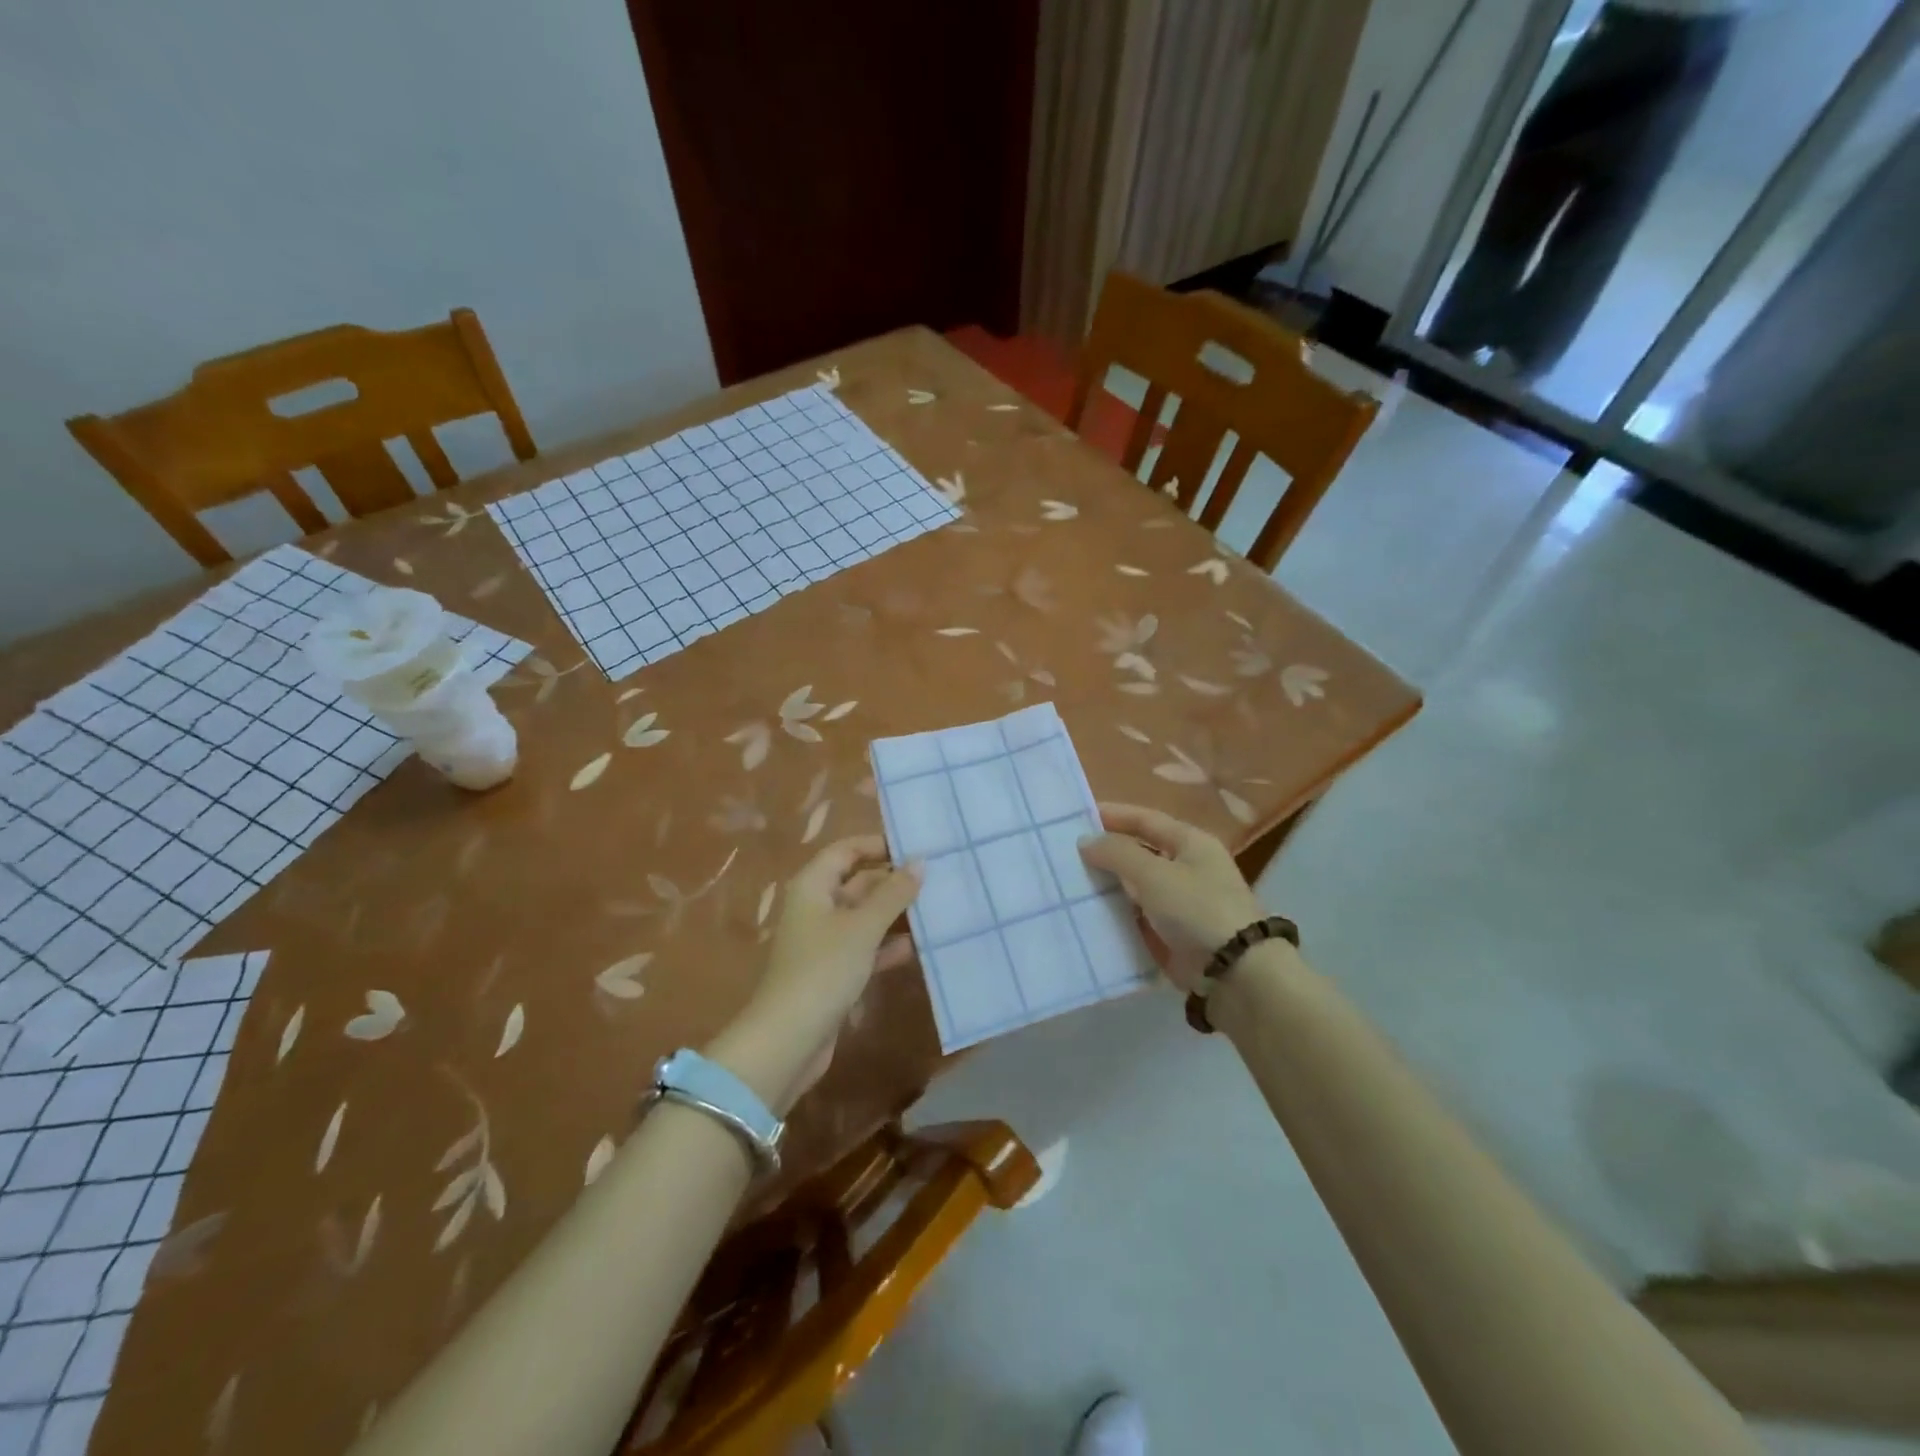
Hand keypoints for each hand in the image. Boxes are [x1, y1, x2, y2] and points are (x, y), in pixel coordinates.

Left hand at [710, 836, 920, 1112]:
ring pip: (865, 916)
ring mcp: (824, 941)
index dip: (877, 845)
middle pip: (858, 882)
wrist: (789, 1039)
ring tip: (937, 908)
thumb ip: (893, 893)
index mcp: (813, 886)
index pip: (846, 850)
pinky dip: (888, 945)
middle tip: (937, 879)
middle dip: (893, 881)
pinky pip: (865, 946)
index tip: (915, 848)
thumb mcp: (863, 926)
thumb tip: (919, 861)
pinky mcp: (834, 971)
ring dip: (895, 914)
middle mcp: (816, 907)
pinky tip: (919, 946)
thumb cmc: (823, 969)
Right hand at [1078, 802, 1266, 992]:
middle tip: (1065, 852)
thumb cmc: (1197, 909)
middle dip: (1106, 852)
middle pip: (1139, 852)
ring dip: (1107, 885)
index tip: (1076, 816)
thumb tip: (1086, 841)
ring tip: (1069, 882)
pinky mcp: (1173, 933)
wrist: (1235, 972)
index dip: (1113, 815)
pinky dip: (1115, 913)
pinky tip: (1087, 913)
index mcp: (1191, 843)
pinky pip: (1137, 916)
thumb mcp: (1154, 874)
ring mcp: (1180, 902)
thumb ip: (1117, 853)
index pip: (1145, 820)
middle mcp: (1187, 868)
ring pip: (1135, 886)